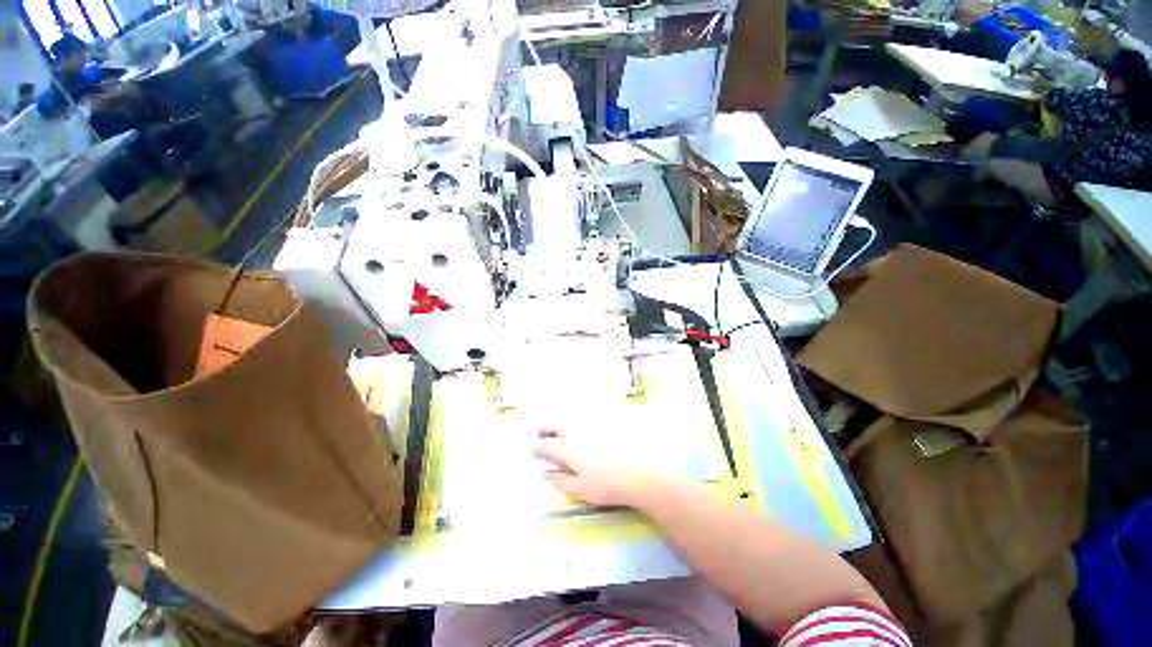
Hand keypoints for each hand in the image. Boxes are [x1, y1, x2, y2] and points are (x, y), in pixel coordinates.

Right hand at [533, 429, 663, 507]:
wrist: (642, 470)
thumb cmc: (608, 485)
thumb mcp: (580, 490)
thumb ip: (559, 481)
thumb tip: (543, 473)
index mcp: (568, 449)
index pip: (546, 445)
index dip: (536, 447)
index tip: (533, 450)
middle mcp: (577, 431)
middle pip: (556, 424)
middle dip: (546, 428)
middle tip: (541, 432)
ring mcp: (593, 423)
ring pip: (571, 417)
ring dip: (561, 421)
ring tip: (559, 428)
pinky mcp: (606, 419)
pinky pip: (588, 414)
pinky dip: (579, 419)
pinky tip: (583, 425)